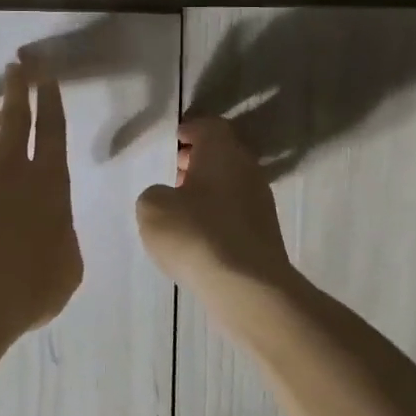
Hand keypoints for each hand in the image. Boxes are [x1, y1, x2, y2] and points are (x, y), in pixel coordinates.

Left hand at [0, 63, 84, 343]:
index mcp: (48, 186)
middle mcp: (12, 175)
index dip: (51, 102)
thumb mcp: (68, 267)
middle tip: (16, 66)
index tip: (47, 77)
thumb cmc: (30, 288)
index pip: (53, 133)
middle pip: (16, 123)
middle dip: (18, 91)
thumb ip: (63, 236)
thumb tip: (52, 224)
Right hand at [136, 117, 297, 334]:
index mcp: (222, 153)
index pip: (209, 126)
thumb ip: (154, 192)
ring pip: (228, 183)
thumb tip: (166, 196)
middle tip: (169, 171)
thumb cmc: (196, 234)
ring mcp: (260, 203)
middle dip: (194, 160)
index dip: (188, 130)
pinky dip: (215, 213)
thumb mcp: (152, 207)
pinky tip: (195, 233)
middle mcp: (247, 170)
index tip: (170, 140)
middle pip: (221, 154)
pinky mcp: (263, 233)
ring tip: (177, 205)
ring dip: (204, 188)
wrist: (247, 288)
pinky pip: (234, 211)